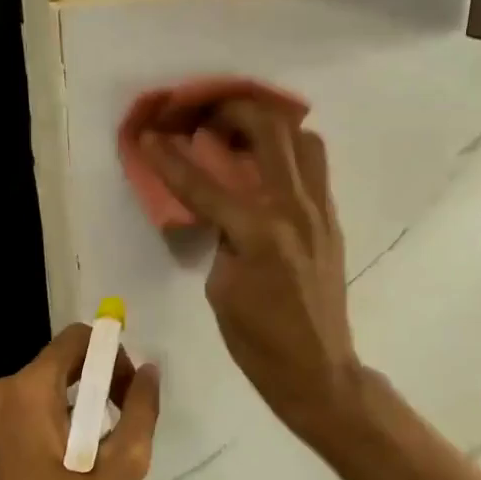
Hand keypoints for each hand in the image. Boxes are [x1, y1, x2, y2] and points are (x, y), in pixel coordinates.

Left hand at [0, 325, 160, 479]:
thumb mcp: (119, 469)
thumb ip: (140, 412)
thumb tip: (149, 371)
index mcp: (29, 391)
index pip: (77, 339)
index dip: (113, 356)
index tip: (129, 394)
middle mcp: (3, 393)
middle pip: (63, 360)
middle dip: (101, 381)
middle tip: (124, 424)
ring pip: (48, 385)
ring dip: (82, 403)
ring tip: (103, 449)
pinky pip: (30, 408)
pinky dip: (59, 418)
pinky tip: (74, 460)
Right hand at [139, 99, 362, 445]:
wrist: (317, 368)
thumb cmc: (258, 341)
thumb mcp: (220, 290)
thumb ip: (221, 238)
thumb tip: (224, 211)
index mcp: (257, 231)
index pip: (203, 183)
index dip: (169, 157)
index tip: (148, 135)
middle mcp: (293, 208)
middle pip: (268, 131)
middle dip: (232, 111)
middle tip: (205, 116)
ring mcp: (320, 211)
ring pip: (302, 139)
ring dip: (270, 126)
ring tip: (242, 135)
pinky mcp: (332, 220)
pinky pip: (315, 168)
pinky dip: (290, 153)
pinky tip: (268, 167)